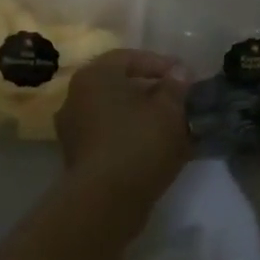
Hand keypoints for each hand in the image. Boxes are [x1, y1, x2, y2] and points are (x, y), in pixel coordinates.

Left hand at [57, 49, 190, 191]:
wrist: (106, 201)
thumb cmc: (138, 143)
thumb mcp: (169, 109)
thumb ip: (176, 86)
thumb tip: (179, 72)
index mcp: (94, 76)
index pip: (129, 57)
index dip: (161, 64)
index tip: (186, 76)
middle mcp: (76, 97)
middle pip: (120, 85)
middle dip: (153, 91)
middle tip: (180, 99)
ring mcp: (74, 129)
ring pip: (116, 113)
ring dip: (144, 116)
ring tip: (174, 125)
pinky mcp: (79, 157)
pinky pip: (111, 136)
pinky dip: (133, 136)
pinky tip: (158, 147)